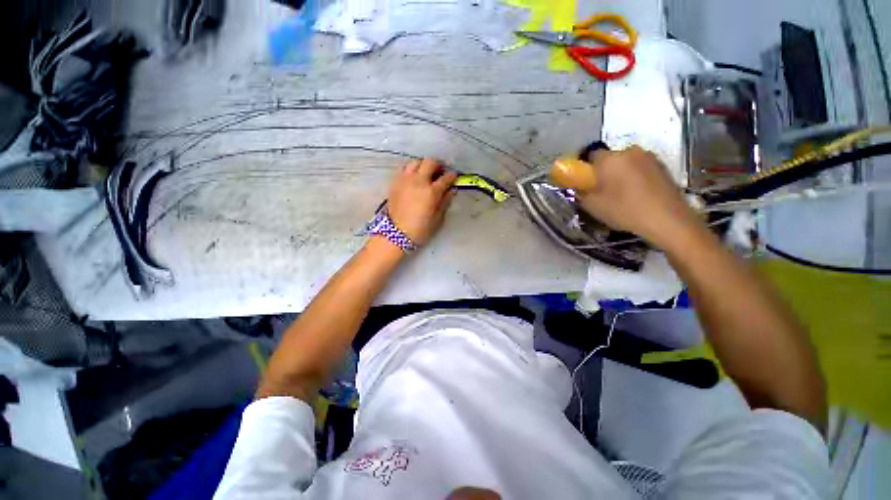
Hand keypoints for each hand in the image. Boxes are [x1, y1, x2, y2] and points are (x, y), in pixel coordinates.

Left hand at [387, 157, 456, 245]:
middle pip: (430, 162)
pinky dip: (412, 170)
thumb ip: (445, 202)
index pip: (445, 178)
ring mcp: (405, 180)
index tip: (454, 177)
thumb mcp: (437, 219)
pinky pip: (404, 169)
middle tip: (440, 171)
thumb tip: (450, 191)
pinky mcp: (395, 182)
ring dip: (423, 165)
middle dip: (438, 164)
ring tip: (426, 173)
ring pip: (415, 162)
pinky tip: (414, 178)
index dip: (452, 176)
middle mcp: (419, 181)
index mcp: (432, 192)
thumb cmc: (420, 229)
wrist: (395, 233)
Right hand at [576, 146, 702, 246]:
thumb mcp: (592, 205)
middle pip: (609, 159)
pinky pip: (640, 168)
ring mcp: (649, 156)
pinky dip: (635, 177)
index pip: (589, 156)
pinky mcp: (662, 165)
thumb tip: (580, 186)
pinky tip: (637, 195)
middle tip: (602, 191)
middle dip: (603, 171)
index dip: (585, 169)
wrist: (667, 219)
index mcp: (609, 159)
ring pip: (625, 163)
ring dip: (620, 174)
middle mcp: (629, 151)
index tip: (585, 183)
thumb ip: (581, 192)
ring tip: (622, 195)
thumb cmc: (624, 210)